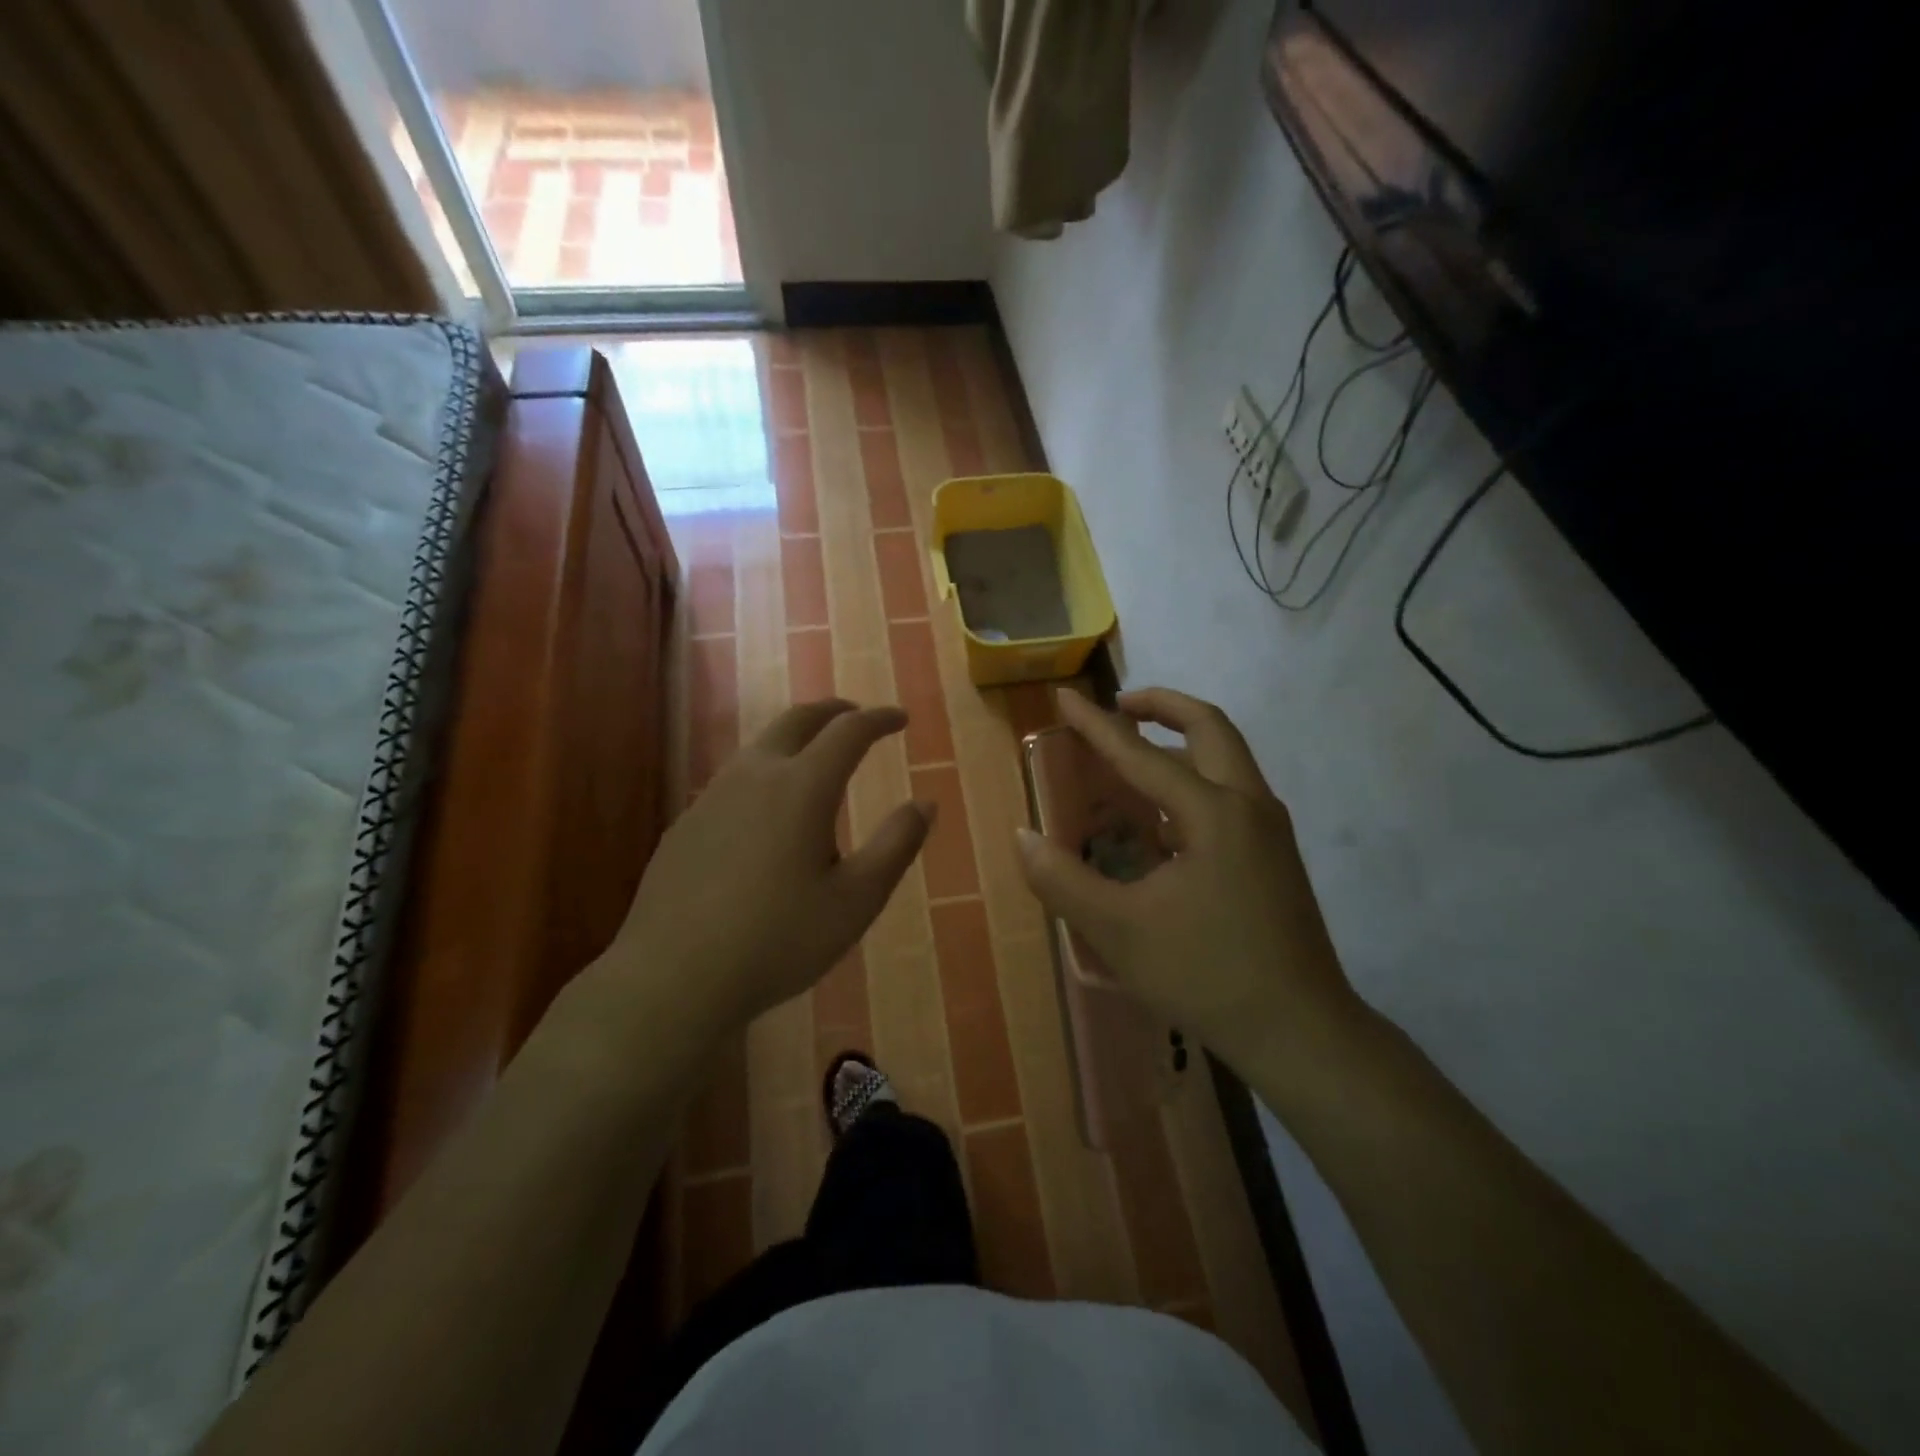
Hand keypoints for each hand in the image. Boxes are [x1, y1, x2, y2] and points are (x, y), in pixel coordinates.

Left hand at [608, 700, 931, 1038]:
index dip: (879, 719)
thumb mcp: (856, 900)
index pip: (849, 731)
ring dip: (796, 738)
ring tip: (817, 759)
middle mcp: (755, 776)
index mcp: (803, 787)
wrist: (673, 977)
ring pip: (761, 746)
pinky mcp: (686, 824)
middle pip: (797, 720)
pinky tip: (767, 811)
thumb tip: (926, 803)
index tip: (900, 718)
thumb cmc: (778, 940)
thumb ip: (896, 845)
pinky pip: (735, 779)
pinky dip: (766, 772)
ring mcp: (713, 797)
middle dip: (834, 711)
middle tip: (858, 716)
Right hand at [1016, 688, 1360, 1072]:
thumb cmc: (1206, 975)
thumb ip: (1062, 880)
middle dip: (1162, 706)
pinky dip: (1194, 780)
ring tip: (1134, 759)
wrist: (1301, 1031)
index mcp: (1213, 813)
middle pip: (1209, 728)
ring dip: (1181, 742)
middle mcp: (1249, 805)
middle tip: (1119, 707)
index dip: (1097, 725)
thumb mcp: (1118, 930)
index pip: (1141, 754)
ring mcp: (1270, 830)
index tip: (1065, 695)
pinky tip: (1162, 821)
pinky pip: (1232, 793)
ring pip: (1227, 758)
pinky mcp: (1275, 856)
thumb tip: (1023, 837)